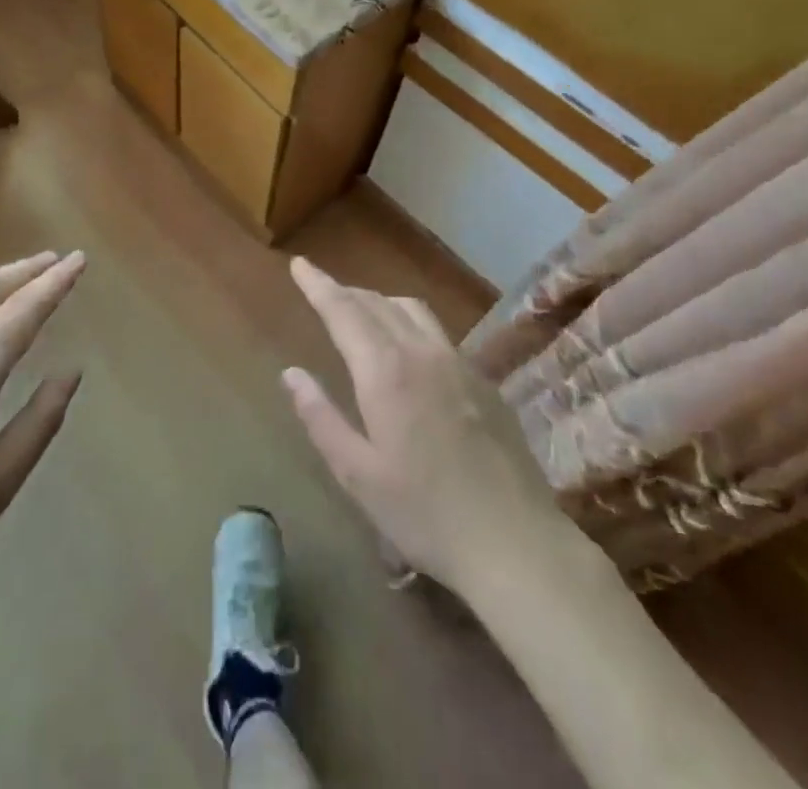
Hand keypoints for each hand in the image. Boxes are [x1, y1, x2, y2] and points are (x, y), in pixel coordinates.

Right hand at [282, 257, 571, 595]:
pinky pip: (438, 332)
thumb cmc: (425, 514)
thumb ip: (320, 417)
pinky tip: (409, 350)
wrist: (516, 543)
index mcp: (385, 371)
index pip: (343, 310)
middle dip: (344, 291)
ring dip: (379, 301)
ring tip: (361, 312)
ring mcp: (459, 363)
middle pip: (376, 302)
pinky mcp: (484, 380)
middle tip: (321, 291)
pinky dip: (409, 322)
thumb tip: (291, 373)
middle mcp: (421, 352)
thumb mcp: (357, 474)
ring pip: (411, 309)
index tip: (299, 263)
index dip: (318, 284)